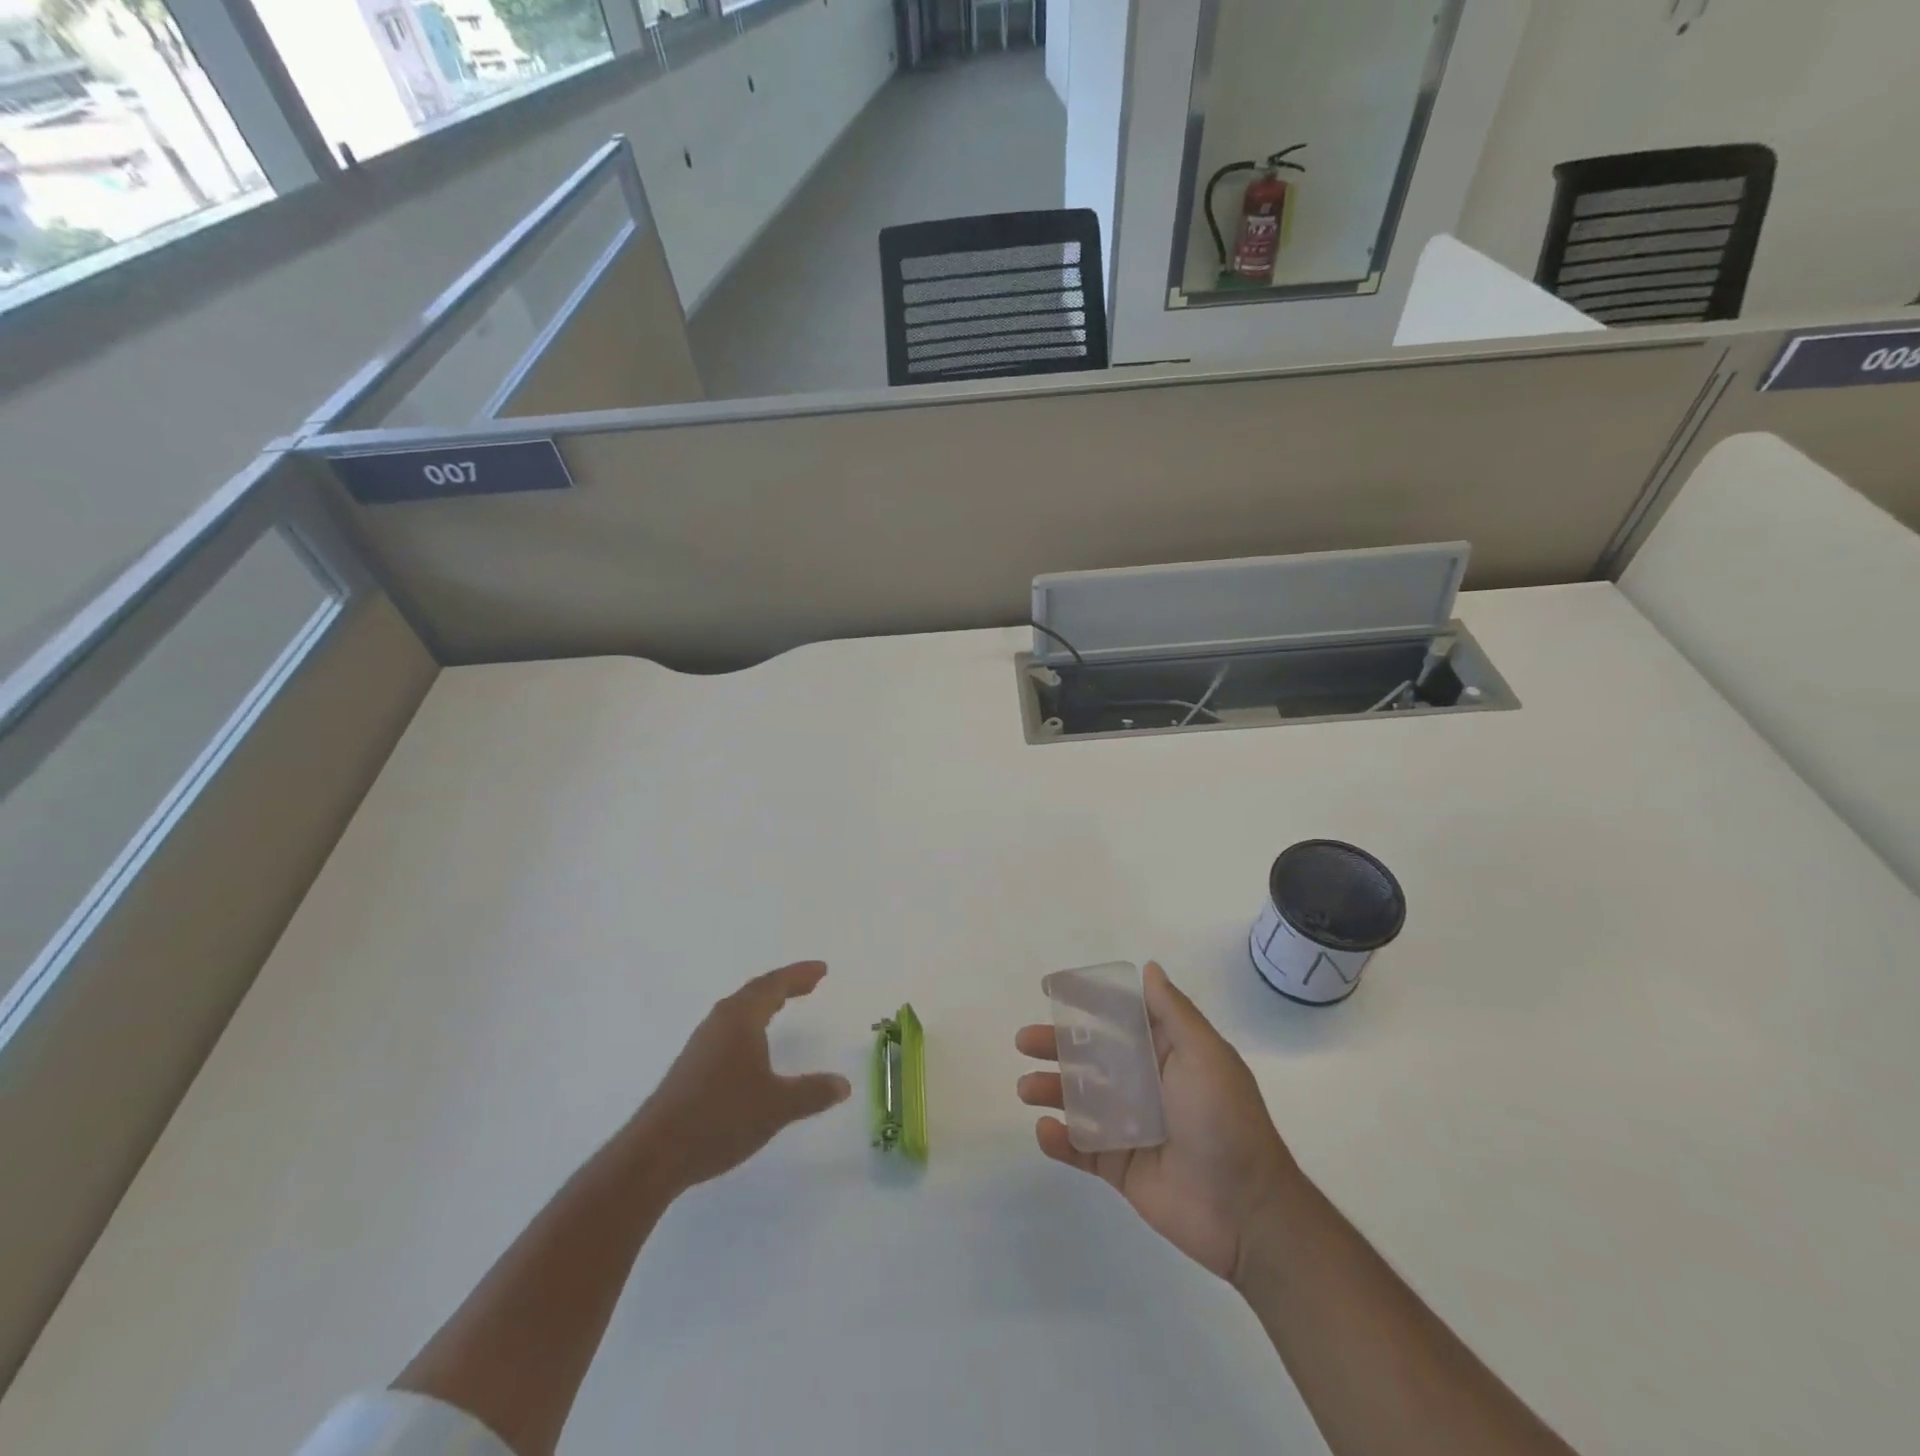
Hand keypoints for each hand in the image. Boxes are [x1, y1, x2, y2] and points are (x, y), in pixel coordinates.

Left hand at [635, 961, 851, 1192]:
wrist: (655, 1154)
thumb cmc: (721, 1117)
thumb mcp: (777, 1106)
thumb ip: (812, 1092)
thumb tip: (844, 1084)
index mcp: (740, 1019)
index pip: (774, 985)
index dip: (800, 975)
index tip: (822, 970)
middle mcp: (719, 1022)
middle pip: (755, 992)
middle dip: (784, 985)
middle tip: (810, 983)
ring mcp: (701, 1044)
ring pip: (738, 1011)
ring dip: (764, 1003)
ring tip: (783, 1005)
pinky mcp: (691, 1066)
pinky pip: (728, 1029)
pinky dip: (750, 1024)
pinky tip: (752, 1045)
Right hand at [1016, 962, 1302, 1283]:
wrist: (1246, 1212)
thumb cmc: (1225, 1120)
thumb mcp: (1205, 1054)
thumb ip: (1173, 1012)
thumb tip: (1149, 969)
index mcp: (1166, 1054)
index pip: (1119, 1018)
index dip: (1087, 1002)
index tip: (1051, 989)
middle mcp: (1144, 1084)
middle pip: (1090, 1056)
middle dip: (1056, 1045)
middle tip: (1024, 1041)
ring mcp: (1129, 1126)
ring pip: (1079, 1099)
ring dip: (1050, 1089)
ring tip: (1026, 1088)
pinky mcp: (1120, 1166)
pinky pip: (1080, 1147)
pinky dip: (1058, 1139)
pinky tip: (1045, 1130)